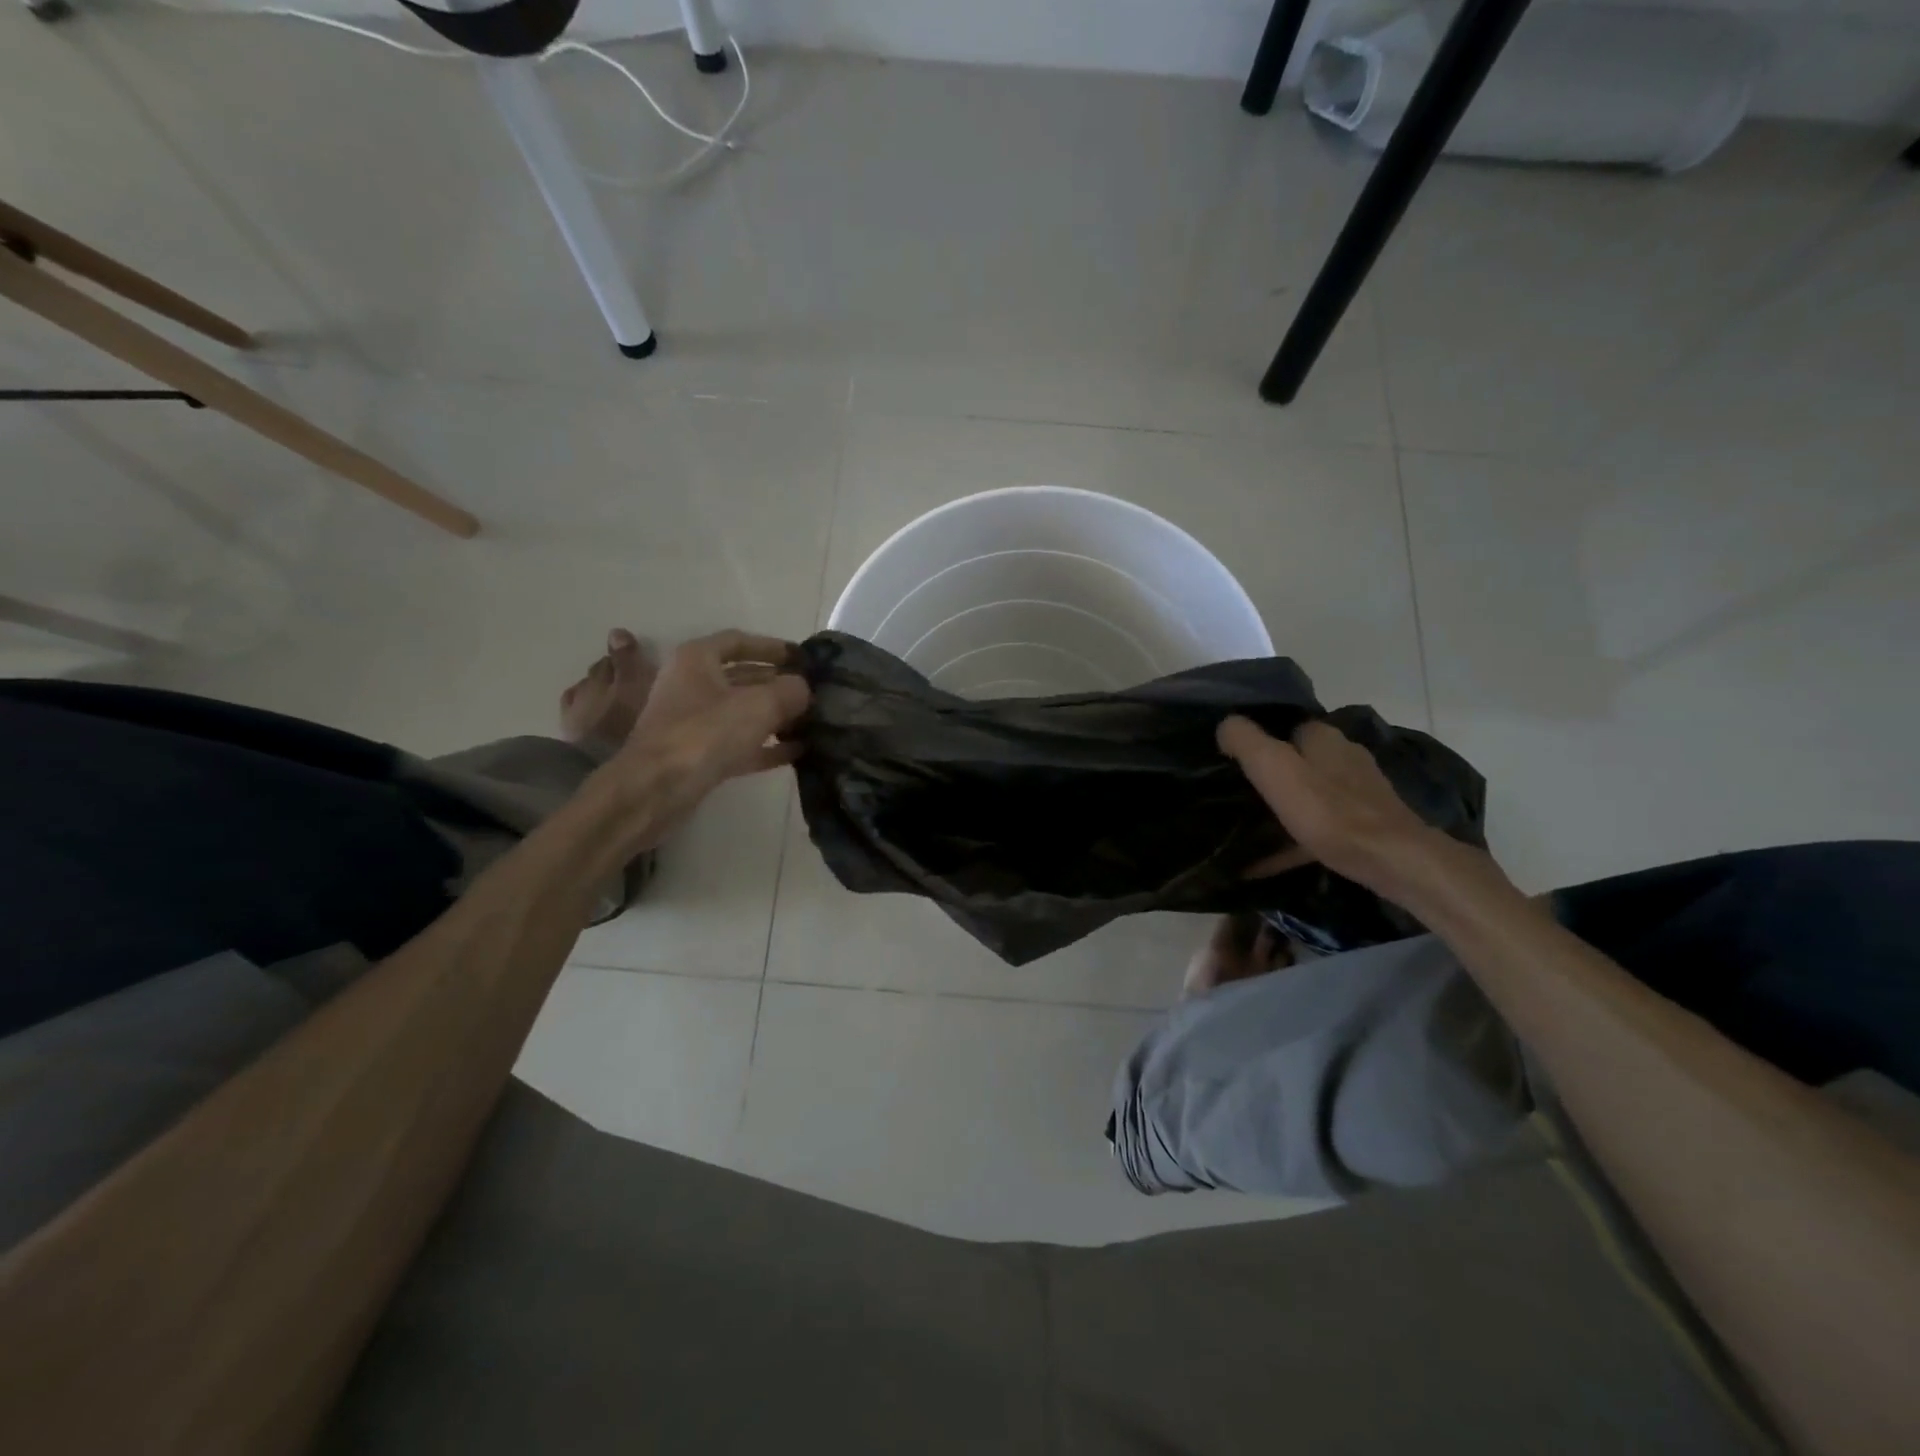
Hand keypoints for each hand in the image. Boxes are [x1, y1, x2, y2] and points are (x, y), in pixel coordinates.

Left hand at [602, 631, 810, 847]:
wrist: (657, 788)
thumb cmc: (706, 733)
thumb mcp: (759, 705)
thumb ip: (790, 691)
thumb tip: (803, 689)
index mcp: (697, 659)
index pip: (739, 641)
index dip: (773, 647)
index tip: (803, 658)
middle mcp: (691, 685)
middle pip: (742, 677)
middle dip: (778, 684)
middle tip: (813, 692)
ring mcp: (693, 722)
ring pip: (741, 712)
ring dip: (775, 716)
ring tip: (811, 721)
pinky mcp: (698, 755)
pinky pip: (739, 743)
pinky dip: (766, 745)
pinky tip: (798, 751)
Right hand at [1219, 716, 1470, 903]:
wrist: (1392, 861)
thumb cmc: (1327, 810)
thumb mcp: (1273, 767)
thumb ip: (1245, 740)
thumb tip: (1225, 724)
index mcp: (1324, 738)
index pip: (1285, 726)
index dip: (1258, 740)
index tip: (1230, 760)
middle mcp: (1344, 758)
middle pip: (1298, 762)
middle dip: (1269, 777)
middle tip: (1234, 794)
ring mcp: (1359, 794)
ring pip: (1309, 797)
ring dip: (1280, 810)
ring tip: (1245, 831)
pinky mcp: (1364, 827)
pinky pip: (1318, 831)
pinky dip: (1291, 843)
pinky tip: (1263, 865)